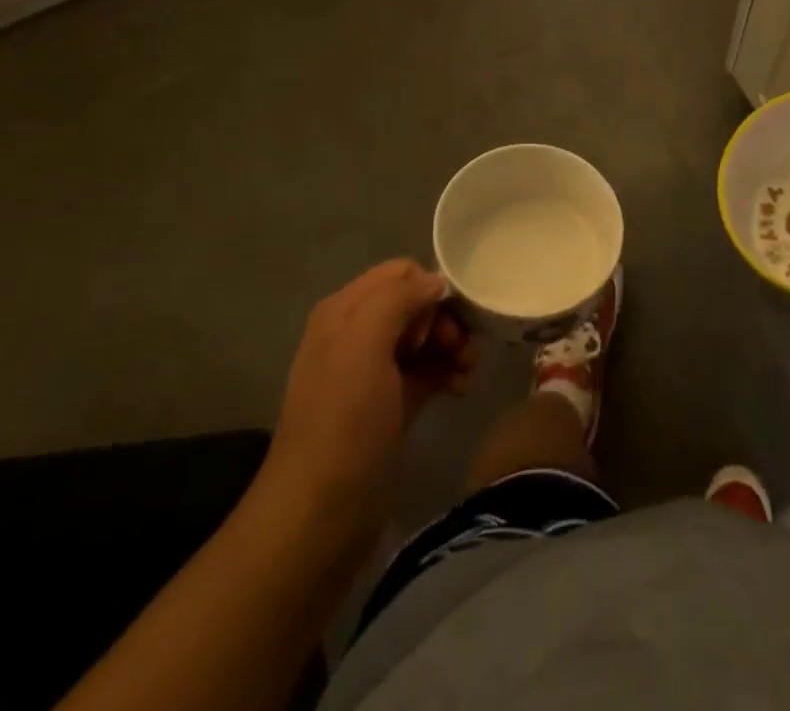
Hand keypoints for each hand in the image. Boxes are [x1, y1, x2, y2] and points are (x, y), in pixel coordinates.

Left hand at [260, 259, 476, 544]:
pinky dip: (446, 372)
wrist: (320, 517)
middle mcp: (356, 334)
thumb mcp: (364, 346)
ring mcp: (373, 373)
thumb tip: (436, 283)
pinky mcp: (389, 406)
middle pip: (415, 304)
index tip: (439, 327)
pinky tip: (461, 390)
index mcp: (344, 311)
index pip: (401, 273)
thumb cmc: (344, 423)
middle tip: (463, 350)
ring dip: (452, 347)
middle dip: (445, 321)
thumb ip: (398, 299)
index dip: (427, 292)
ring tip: (469, 372)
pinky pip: (426, 371)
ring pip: (424, 338)